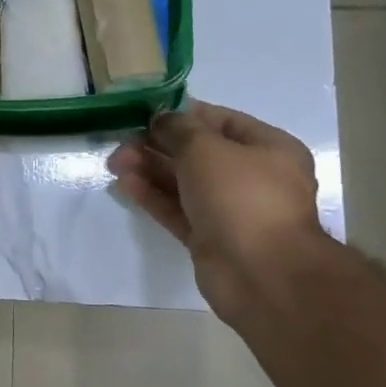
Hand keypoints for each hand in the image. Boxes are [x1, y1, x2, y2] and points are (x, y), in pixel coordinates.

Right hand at [109, 100, 322, 319]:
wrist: (260, 273)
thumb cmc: (241, 196)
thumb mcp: (205, 148)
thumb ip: (178, 128)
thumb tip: (162, 119)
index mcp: (269, 149)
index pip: (221, 121)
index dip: (183, 114)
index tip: (146, 113)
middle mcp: (253, 178)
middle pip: (198, 153)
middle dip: (159, 145)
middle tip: (122, 141)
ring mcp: (231, 211)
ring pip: (184, 183)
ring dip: (150, 170)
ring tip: (116, 163)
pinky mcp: (210, 238)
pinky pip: (178, 210)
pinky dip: (153, 197)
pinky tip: (125, 185)